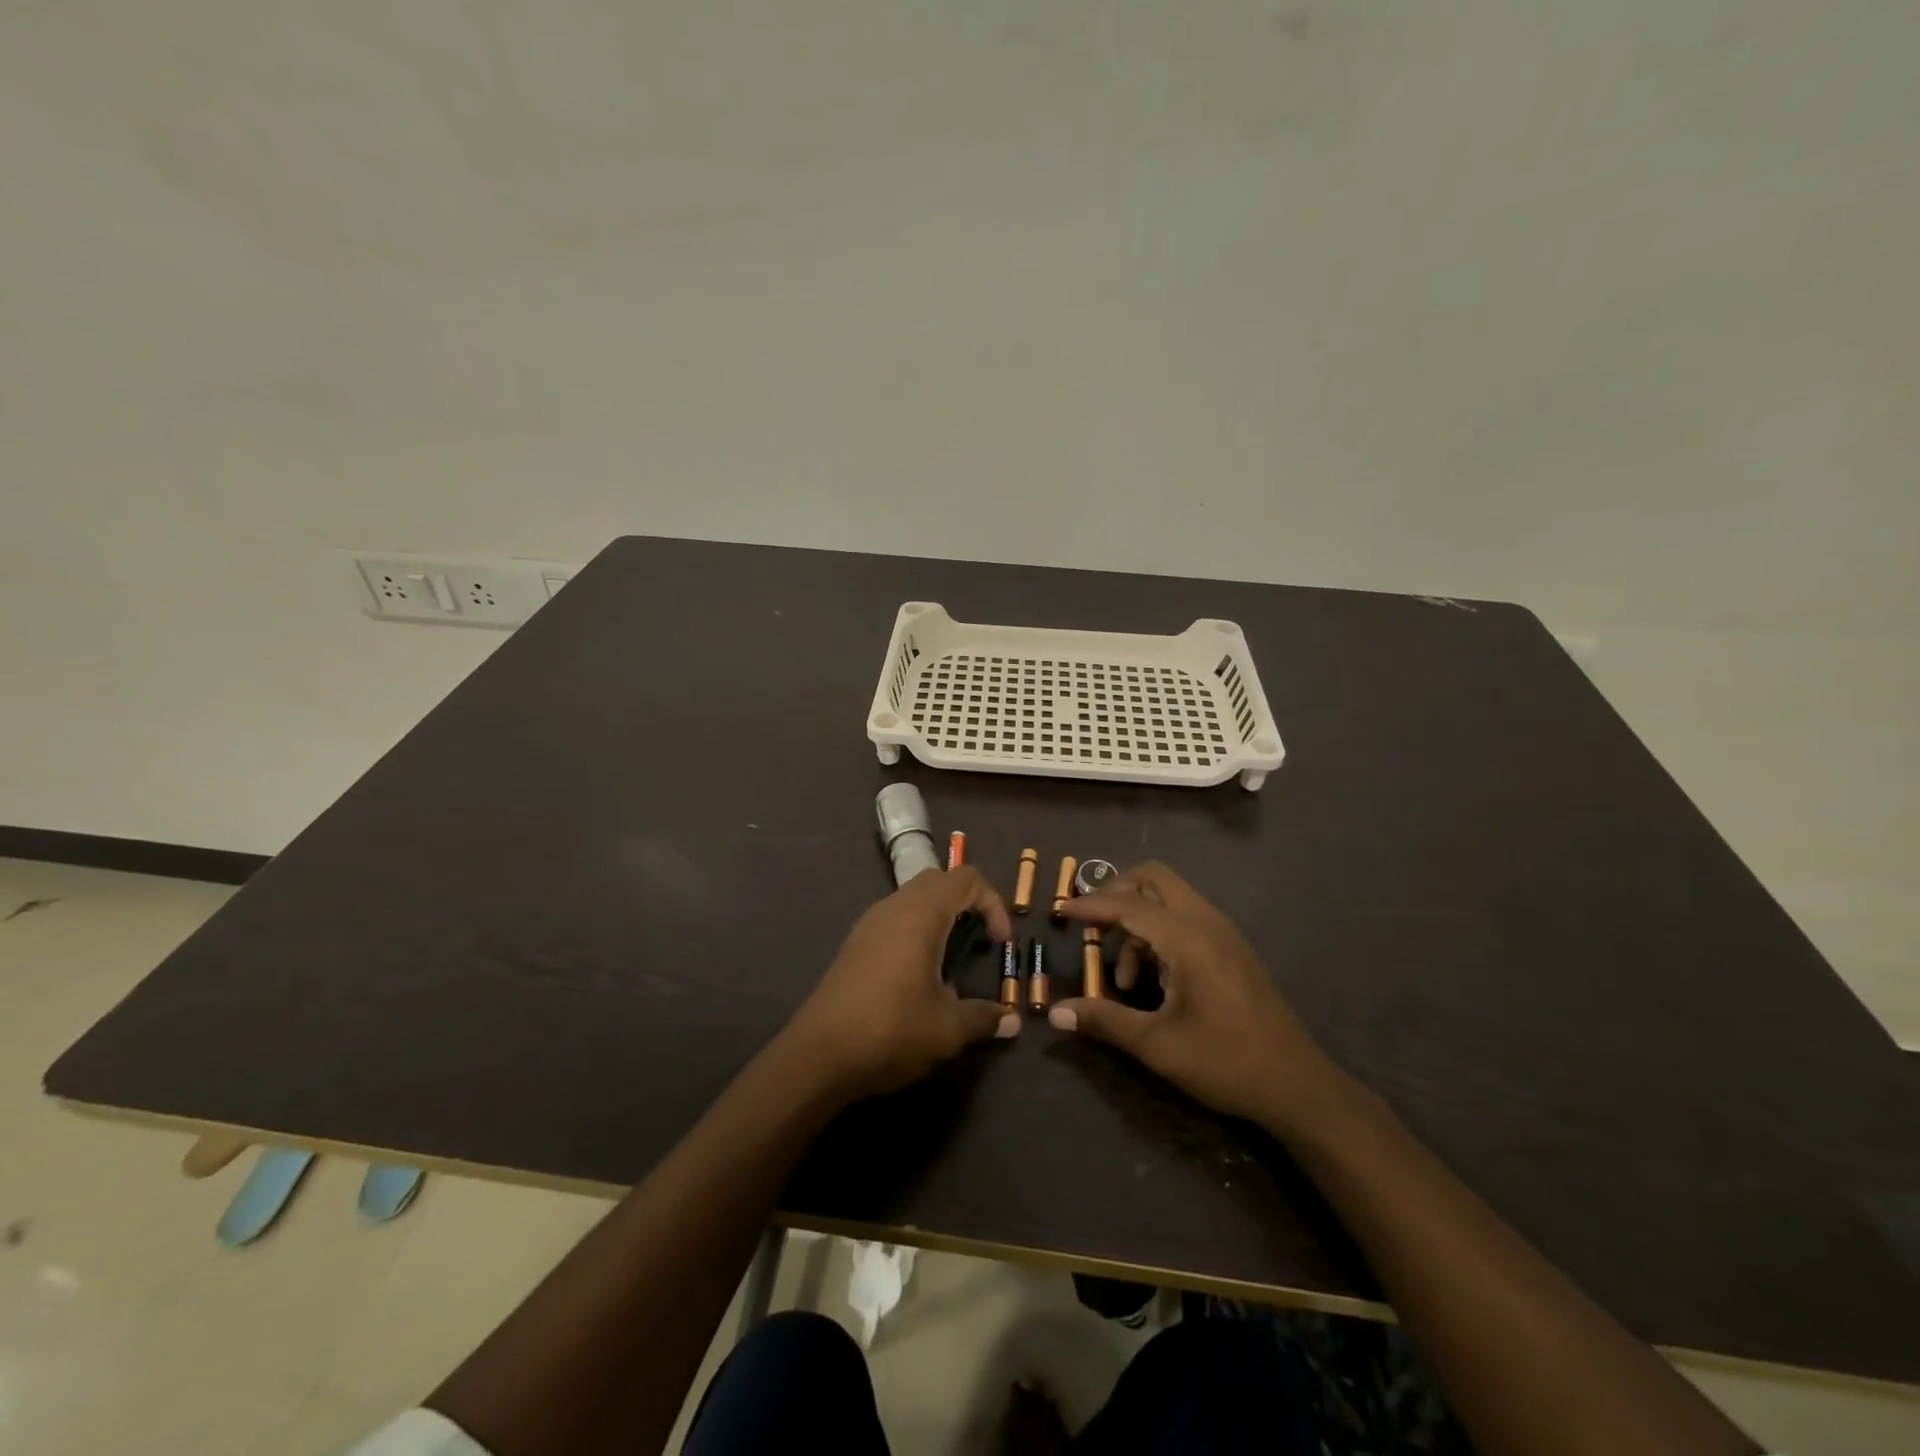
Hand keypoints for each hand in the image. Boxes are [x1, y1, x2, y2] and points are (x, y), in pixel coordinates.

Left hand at [782, 867, 1018, 1099]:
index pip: (966, 878)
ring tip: (952, 958)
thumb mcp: (947, 1029)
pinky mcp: (855, 943)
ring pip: (913, 897)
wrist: (818, 1055)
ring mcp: (870, 923)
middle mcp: (894, 907)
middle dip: (967, 902)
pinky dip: (916, 929)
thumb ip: (984, 1018)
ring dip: (940, 915)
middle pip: (938, 881)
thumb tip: (1012, 1022)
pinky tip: (919, 973)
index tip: (1001, 943)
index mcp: (920, 914)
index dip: (993, 902)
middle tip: (980, 939)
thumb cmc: (890, 1030)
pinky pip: (894, 917)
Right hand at [1054, 863, 1349, 1130]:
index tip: (1059, 911)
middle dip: (1117, 894)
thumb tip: (1056, 1013)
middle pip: (1153, 879)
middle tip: (1093, 927)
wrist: (1297, 1086)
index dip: (1090, 906)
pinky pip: (1186, 917)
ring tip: (1124, 976)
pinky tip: (1153, 979)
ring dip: (1138, 919)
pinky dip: (1159, 931)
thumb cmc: (1225, 1062)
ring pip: (1170, 898)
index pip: (1128, 904)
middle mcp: (1207, 923)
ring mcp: (1224, 933)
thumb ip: (1105, 1021)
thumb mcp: (1157, 1046)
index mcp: (1188, 940)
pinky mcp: (1232, 948)